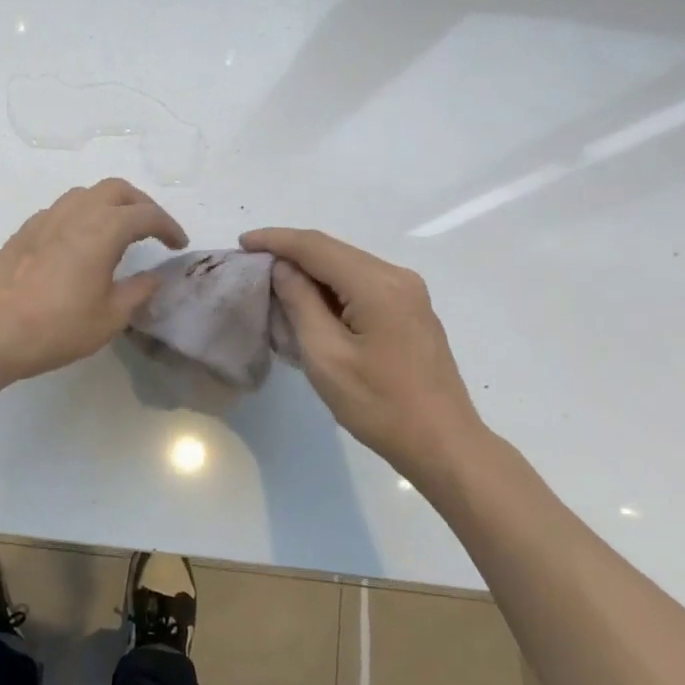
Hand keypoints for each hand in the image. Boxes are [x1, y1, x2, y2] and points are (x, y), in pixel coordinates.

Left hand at [0, 179, 188, 386]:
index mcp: (102, 230)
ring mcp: (45, 218)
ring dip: (108, 204)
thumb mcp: (111, 317)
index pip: (146, 215)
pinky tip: (79, 243)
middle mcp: (75, 213)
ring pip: (85, 194)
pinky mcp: (25, 231)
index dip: (168, 226)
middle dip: (140, 204)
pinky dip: (81, 216)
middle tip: (152, 229)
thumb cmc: (59, 327)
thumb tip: (155, 276)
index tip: (179, 244)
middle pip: (116, 189)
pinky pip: (61, 210)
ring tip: (118, 231)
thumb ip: (139, 290)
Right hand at [242, 227, 486, 477]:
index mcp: (377, 284)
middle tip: (251, 262)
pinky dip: (330, 286)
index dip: (276, 240)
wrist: (443, 444)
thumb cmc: (379, 405)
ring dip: (310, 269)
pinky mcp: (410, 311)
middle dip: (290, 251)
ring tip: (273, 280)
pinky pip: (361, 284)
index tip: (241, 243)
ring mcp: (408, 293)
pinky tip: (310, 301)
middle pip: (333, 251)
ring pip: (347, 266)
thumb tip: (282, 268)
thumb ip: (300, 303)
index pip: (316, 247)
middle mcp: (397, 277)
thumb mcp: (326, 356)